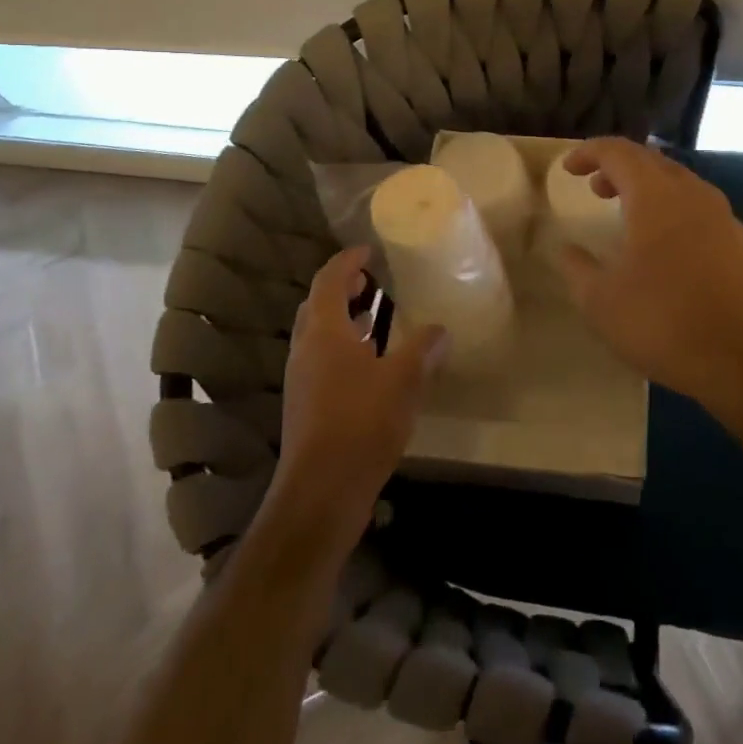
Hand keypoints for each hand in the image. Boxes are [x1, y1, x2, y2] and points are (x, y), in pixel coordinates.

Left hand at [268, 247, 448, 541]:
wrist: (321, 493)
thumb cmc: (361, 423)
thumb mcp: (403, 380)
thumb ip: (422, 349)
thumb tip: (441, 329)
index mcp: (324, 332)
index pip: (328, 280)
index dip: (347, 261)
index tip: (369, 250)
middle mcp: (306, 350)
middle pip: (317, 305)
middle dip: (342, 288)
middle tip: (372, 280)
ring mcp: (302, 380)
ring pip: (319, 335)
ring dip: (344, 319)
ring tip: (376, 315)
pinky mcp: (306, 406)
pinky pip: (323, 360)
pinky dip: (344, 347)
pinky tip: (372, 364)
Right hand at [557, 139, 742, 436]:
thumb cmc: (666, 321)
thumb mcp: (603, 302)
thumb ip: (578, 269)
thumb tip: (566, 250)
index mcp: (655, 195)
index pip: (619, 152)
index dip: (590, 152)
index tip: (568, 168)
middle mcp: (692, 193)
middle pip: (652, 162)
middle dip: (620, 168)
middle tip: (595, 187)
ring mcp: (723, 217)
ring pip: (679, 184)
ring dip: (648, 189)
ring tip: (626, 215)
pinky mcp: (741, 244)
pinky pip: (698, 210)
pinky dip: (672, 211)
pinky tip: (665, 247)